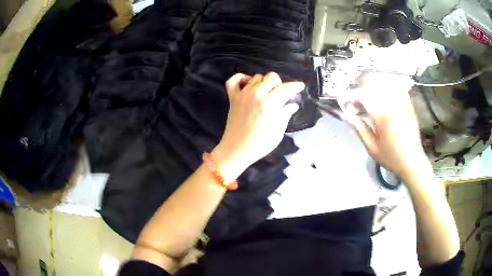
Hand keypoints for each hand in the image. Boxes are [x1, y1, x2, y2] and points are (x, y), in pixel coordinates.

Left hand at [212, 72, 303, 179]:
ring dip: (264, 82)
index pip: (285, 88)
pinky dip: (241, 78)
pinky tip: (248, 84)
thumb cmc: (260, 144)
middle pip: (271, 77)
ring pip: (256, 77)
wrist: (236, 150)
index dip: (295, 86)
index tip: (300, 86)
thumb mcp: (278, 131)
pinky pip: (234, 80)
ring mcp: (243, 95)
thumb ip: (286, 114)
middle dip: (279, 83)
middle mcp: (256, 95)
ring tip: (266, 93)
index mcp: (269, 105)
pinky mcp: (232, 98)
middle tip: (281, 94)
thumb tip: (293, 104)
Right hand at [343, 72, 426, 181]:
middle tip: (358, 98)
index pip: (362, 95)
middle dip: (361, 86)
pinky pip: (396, 86)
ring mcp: (402, 101)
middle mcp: (392, 103)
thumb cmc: (391, 157)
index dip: (351, 95)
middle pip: (373, 81)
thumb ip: (359, 128)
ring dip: (373, 84)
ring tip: (370, 96)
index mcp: (382, 115)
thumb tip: (348, 114)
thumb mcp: (372, 148)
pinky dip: (387, 86)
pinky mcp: (408, 103)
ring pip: (384, 80)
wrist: (413, 161)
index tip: (344, 99)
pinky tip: (384, 95)